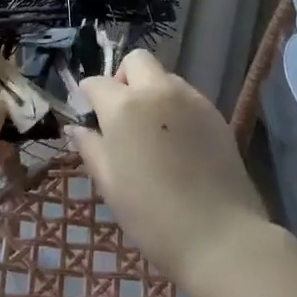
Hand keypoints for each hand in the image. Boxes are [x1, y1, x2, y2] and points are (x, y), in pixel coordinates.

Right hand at [73, 51, 274, 289]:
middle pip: (136, 61)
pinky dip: (175, 106)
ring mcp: (191, 99)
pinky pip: (187, 96)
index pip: (97, 83)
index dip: (88, 96)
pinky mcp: (215, 113)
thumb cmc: (152, 215)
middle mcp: (157, 91)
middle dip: (123, 78)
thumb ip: (90, 148)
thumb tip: (77, 128)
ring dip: (151, 91)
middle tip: (122, 113)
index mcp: (124, 107)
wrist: (219, 236)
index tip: (89, 115)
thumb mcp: (110, 184)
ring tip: (152, 130)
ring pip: (164, 76)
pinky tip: (177, 141)